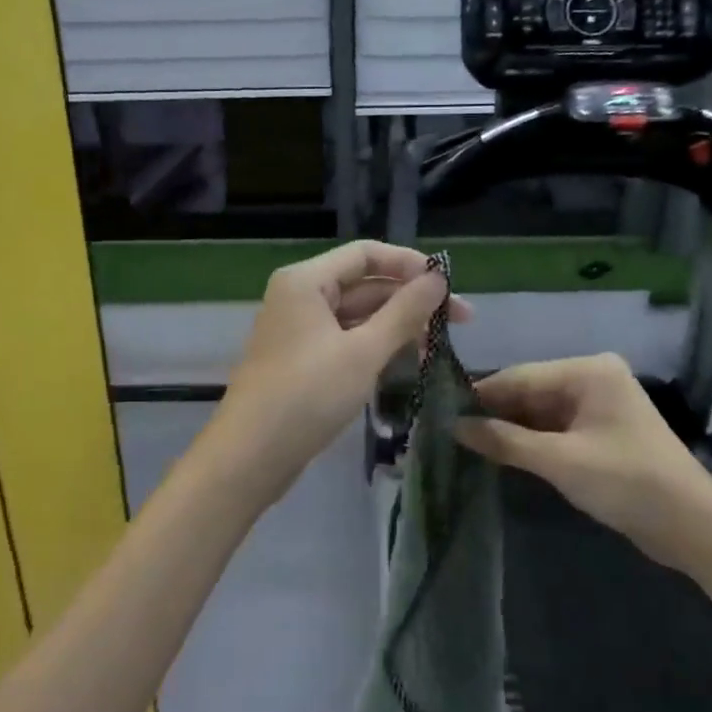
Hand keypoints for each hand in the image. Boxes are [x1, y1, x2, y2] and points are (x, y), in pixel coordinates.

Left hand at [206, 241, 469, 504]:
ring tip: (438, 348)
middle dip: (411, 300)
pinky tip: (408, 362)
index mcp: (307, 281)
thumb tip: (438, 278)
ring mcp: (300, 330)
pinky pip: (347, 340)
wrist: (250, 457)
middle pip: (365, 285)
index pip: (367, 255)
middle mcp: (300, 296)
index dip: (410, 264)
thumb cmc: (307, 396)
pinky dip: (377, 347)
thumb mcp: (363, 352)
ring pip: (358, 316)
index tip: (450, 286)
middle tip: (461, 322)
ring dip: (398, 327)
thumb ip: (404, 312)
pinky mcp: (303, 360)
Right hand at [455, 353, 711, 560]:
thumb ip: (505, 441)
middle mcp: (593, 379)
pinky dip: (530, 441)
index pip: (520, 377)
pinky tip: (501, 453)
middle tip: (449, 431)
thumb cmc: (627, 482)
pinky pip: (555, 428)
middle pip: (530, 392)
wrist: (692, 526)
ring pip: (540, 412)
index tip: (441, 412)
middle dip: (494, 413)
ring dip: (510, 430)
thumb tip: (455, 427)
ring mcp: (599, 406)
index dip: (481, 396)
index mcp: (588, 371)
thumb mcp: (560, 461)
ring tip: (465, 443)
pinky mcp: (601, 432)